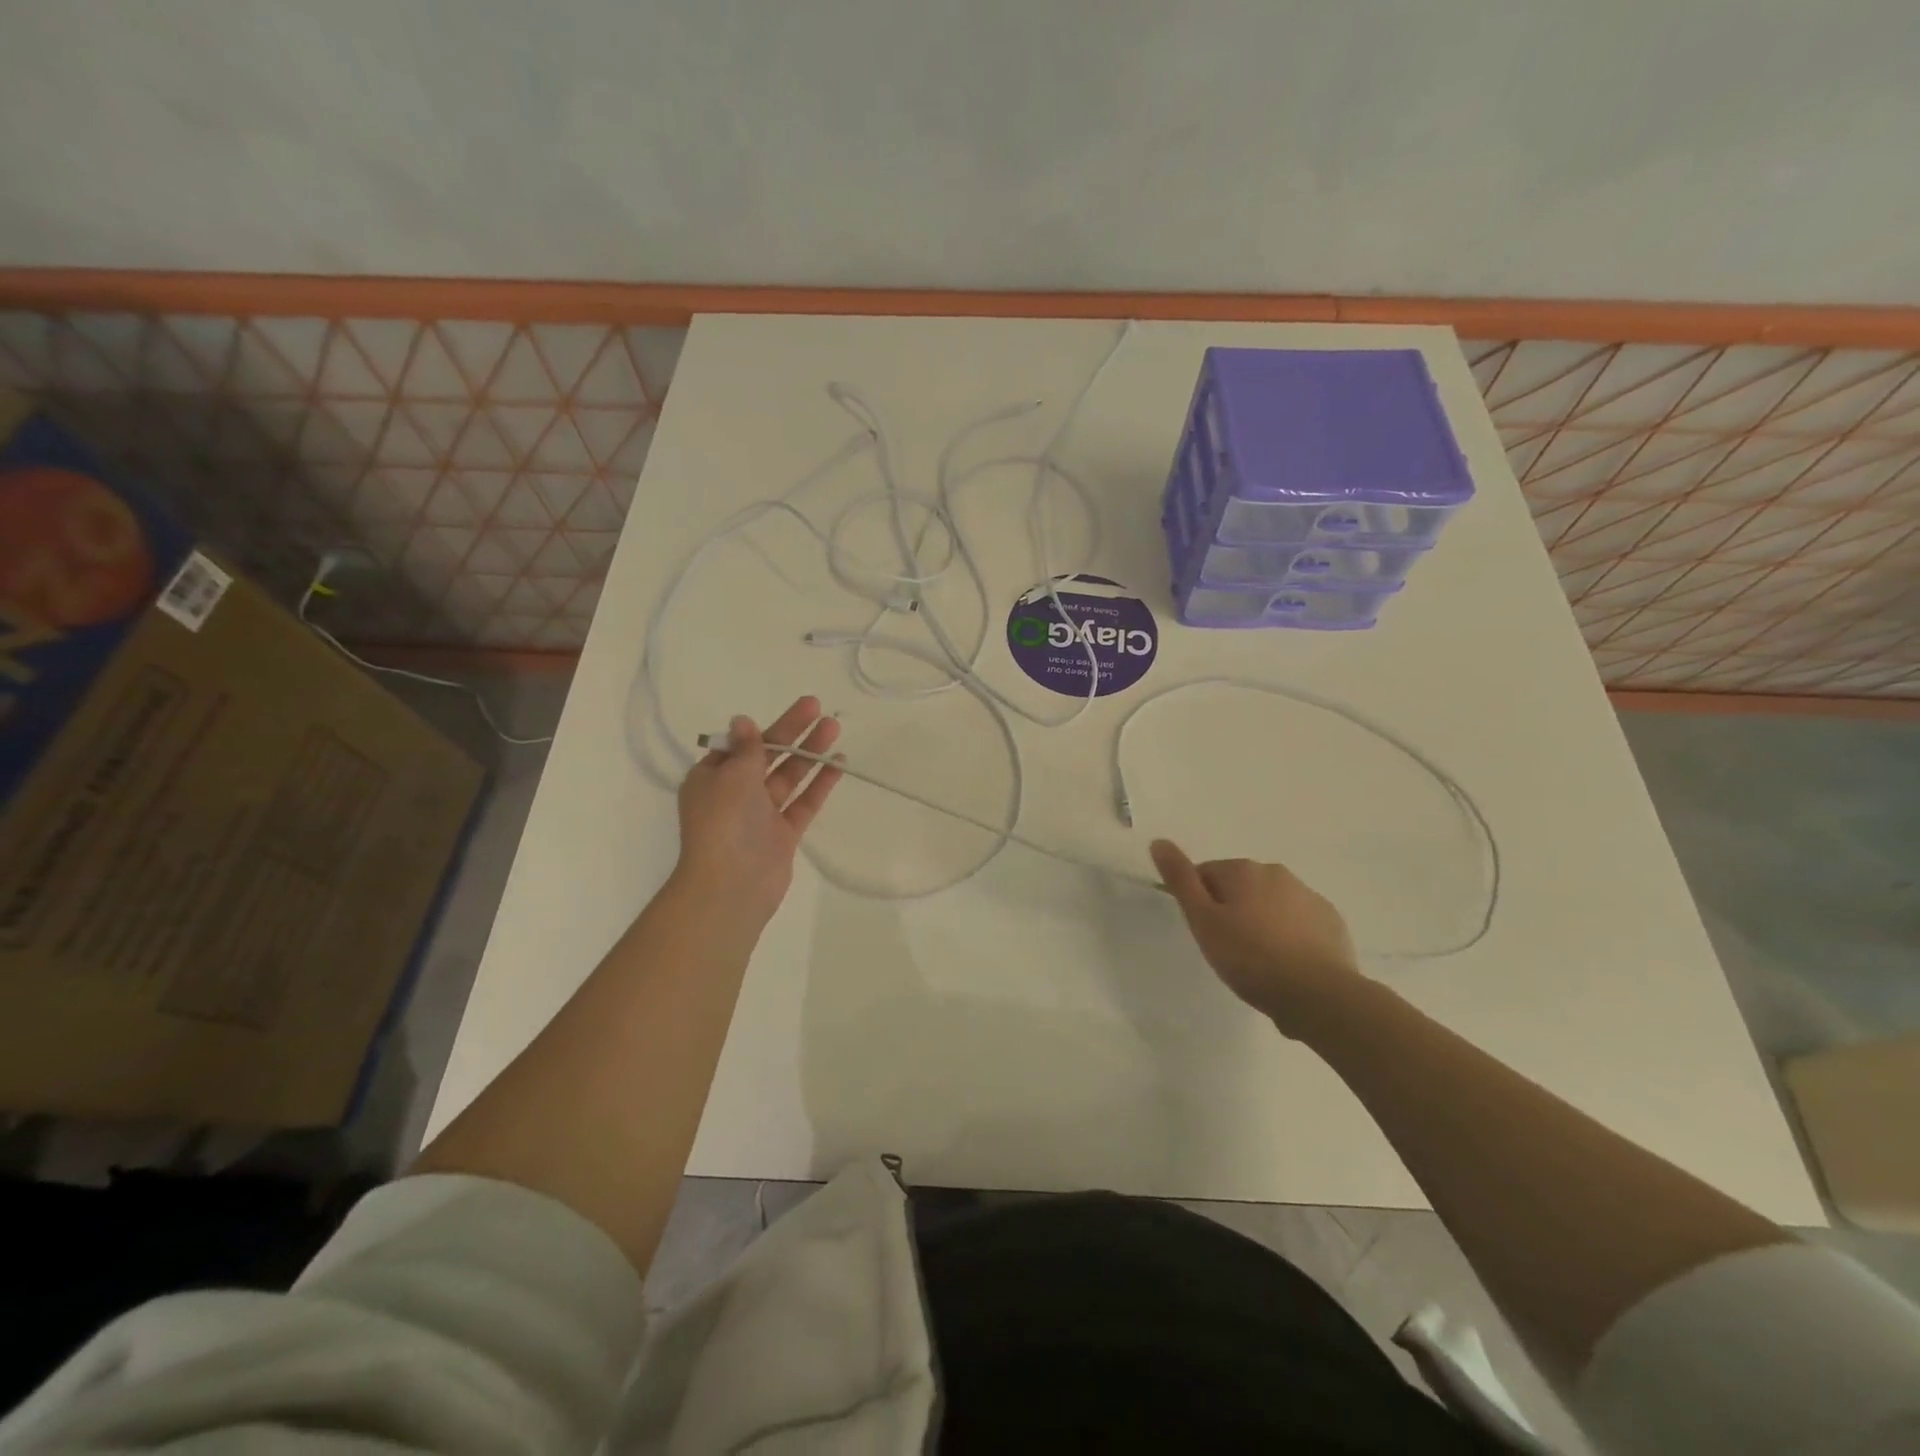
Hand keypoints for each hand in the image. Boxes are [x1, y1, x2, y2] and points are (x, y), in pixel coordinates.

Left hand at [674, 697, 843, 920]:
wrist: (732, 884)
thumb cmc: (724, 822)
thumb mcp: (732, 776)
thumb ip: (747, 748)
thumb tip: (742, 720)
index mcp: (710, 779)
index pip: (739, 746)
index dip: (764, 727)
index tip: (790, 712)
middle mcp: (734, 795)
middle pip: (767, 757)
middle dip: (792, 732)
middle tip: (817, 707)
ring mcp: (760, 815)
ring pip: (788, 777)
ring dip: (809, 752)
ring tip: (834, 728)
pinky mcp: (783, 834)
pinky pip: (803, 802)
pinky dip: (819, 783)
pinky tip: (838, 763)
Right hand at [1150, 839, 1363, 1037]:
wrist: (1318, 995)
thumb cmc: (1250, 958)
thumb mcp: (1203, 920)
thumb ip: (1181, 879)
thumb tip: (1159, 841)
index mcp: (1243, 870)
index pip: (1206, 874)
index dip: (1200, 904)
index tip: (1205, 934)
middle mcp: (1276, 873)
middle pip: (1240, 887)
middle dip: (1231, 911)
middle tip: (1229, 949)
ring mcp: (1308, 896)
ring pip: (1271, 904)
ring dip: (1261, 922)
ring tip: (1259, 962)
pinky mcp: (1331, 921)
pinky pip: (1299, 922)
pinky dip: (1289, 936)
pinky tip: (1287, 965)